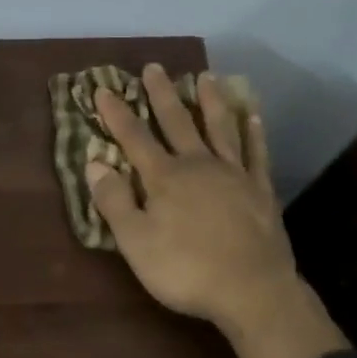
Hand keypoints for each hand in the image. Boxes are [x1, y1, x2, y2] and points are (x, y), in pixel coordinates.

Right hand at [91, 66, 348, 357]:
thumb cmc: (185, 270)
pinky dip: (254, 132)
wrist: (250, 290)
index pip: (134, 138)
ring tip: (205, 77)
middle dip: (162, 95)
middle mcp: (199, 165)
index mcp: (165, 178)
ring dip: (210, 101)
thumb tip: (95, 162)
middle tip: (154, 68)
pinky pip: (257, 153)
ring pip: (221, 128)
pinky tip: (253, 117)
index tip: (104, 88)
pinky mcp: (261, 190)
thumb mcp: (135, 242)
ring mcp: (234, 175)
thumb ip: (114, 201)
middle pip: (177, 122)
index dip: (117, 114)